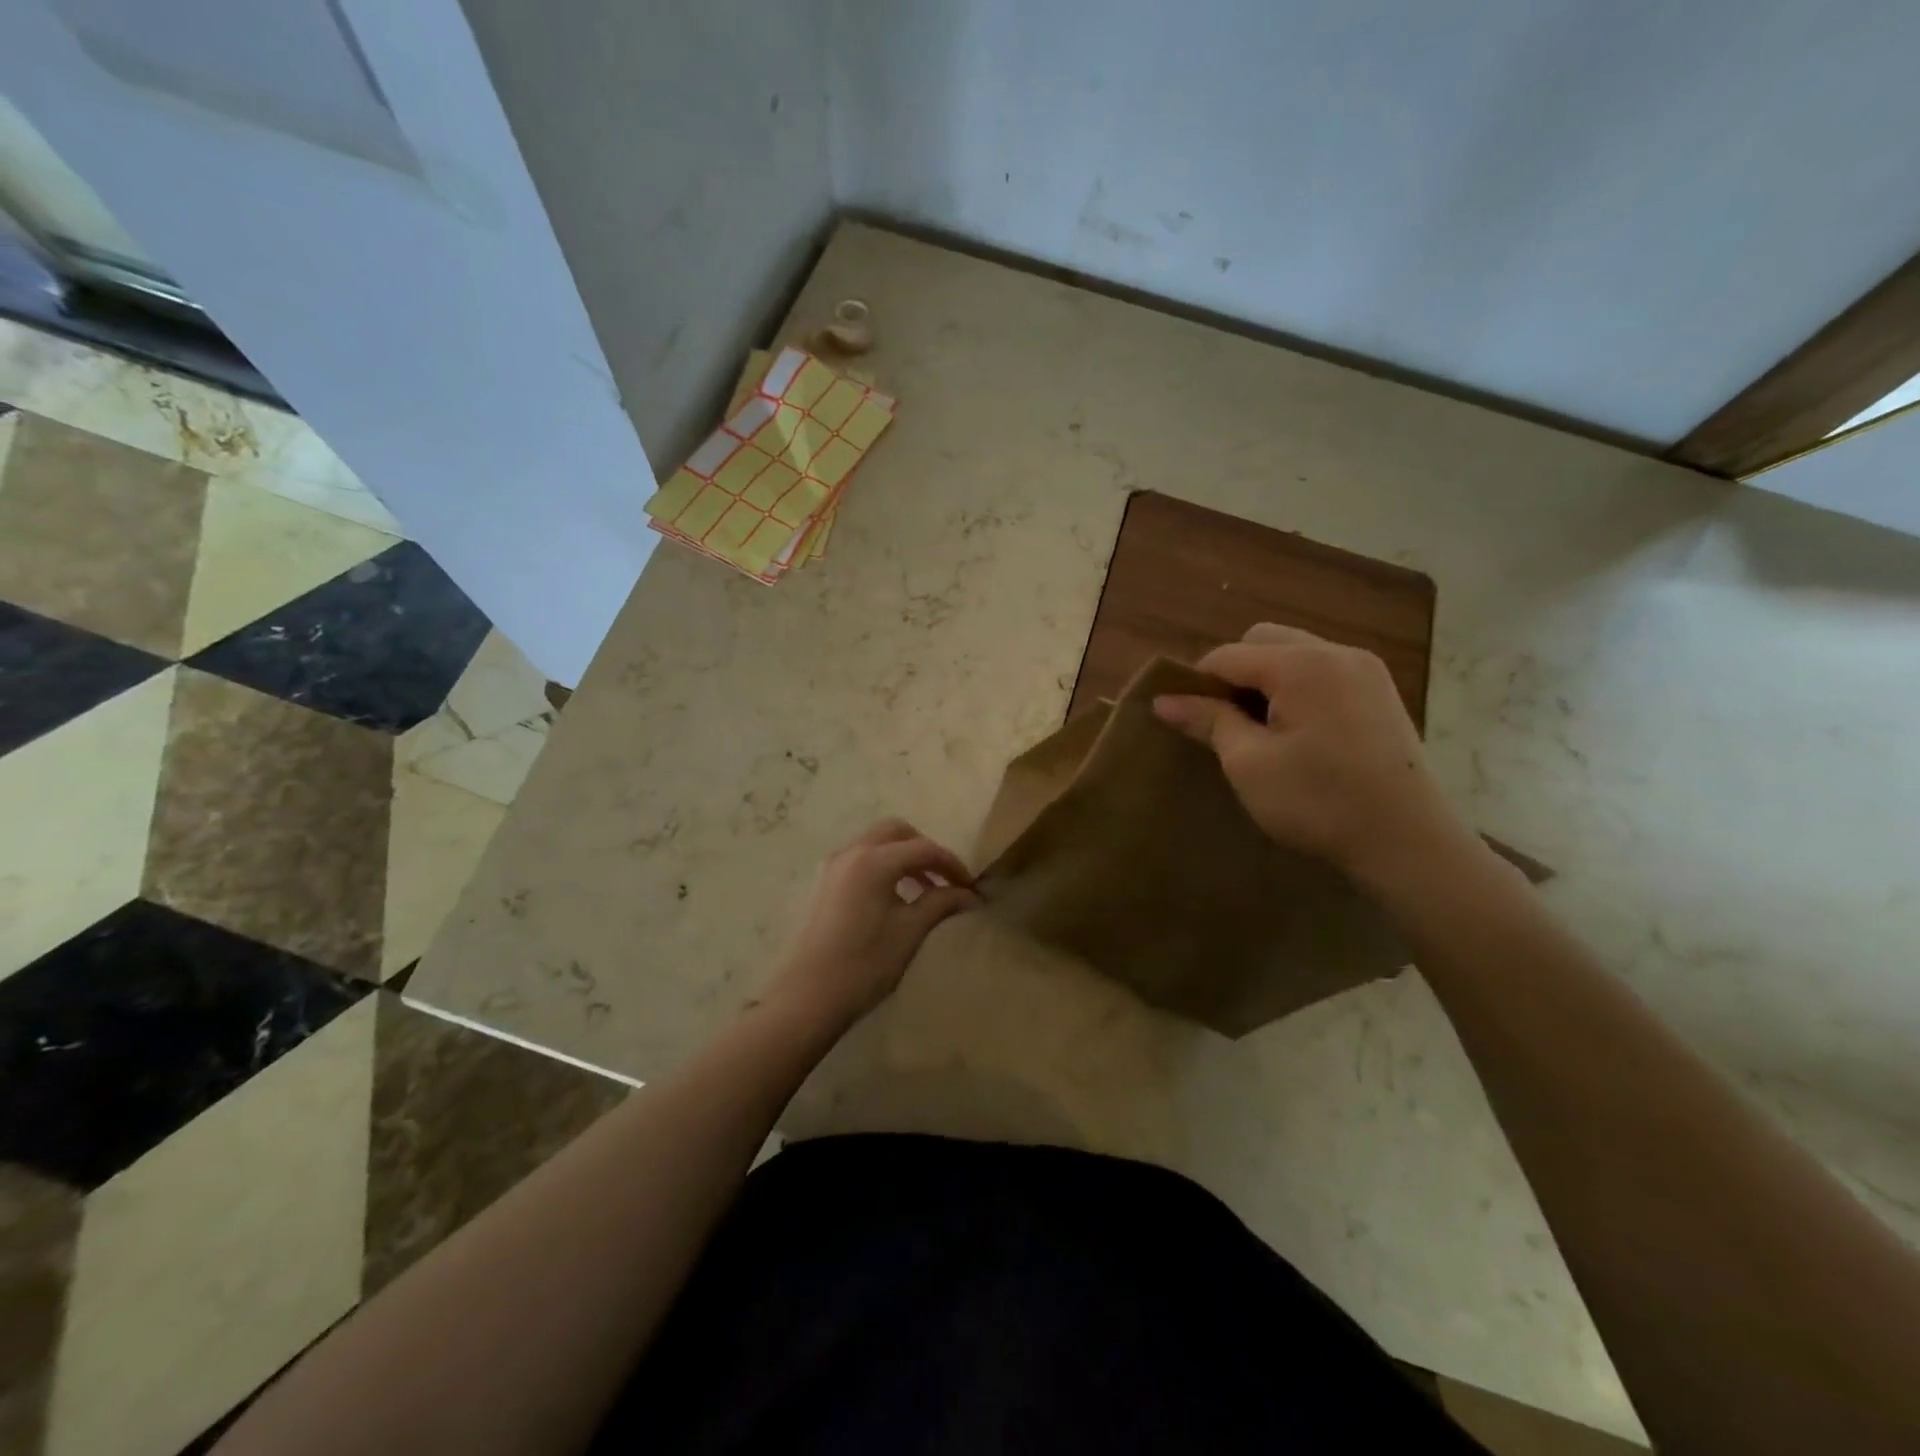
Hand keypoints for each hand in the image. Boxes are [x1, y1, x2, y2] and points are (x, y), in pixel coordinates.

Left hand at [764, 820, 981, 1032]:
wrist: (810, 996)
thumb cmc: (865, 963)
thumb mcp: (910, 931)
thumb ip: (941, 903)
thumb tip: (970, 895)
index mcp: (874, 860)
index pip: (924, 848)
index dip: (952, 864)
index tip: (970, 887)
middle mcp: (852, 852)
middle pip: (897, 832)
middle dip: (925, 849)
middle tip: (944, 878)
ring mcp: (834, 866)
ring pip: (877, 842)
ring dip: (904, 856)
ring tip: (926, 889)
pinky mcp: (825, 883)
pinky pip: (861, 858)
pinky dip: (884, 865)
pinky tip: (896, 896)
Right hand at [1152, 625, 1475, 888]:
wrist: (1407, 841)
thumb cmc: (1318, 801)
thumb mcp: (1249, 763)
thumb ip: (1207, 721)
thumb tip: (1163, 699)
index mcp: (1301, 665)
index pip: (1228, 655)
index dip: (1197, 683)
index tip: (1185, 718)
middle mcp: (1335, 653)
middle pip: (1263, 640)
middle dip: (1235, 673)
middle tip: (1226, 722)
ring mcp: (1365, 670)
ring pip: (1295, 653)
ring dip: (1267, 679)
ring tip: (1260, 728)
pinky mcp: (1381, 692)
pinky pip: (1323, 670)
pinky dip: (1298, 687)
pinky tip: (1298, 731)